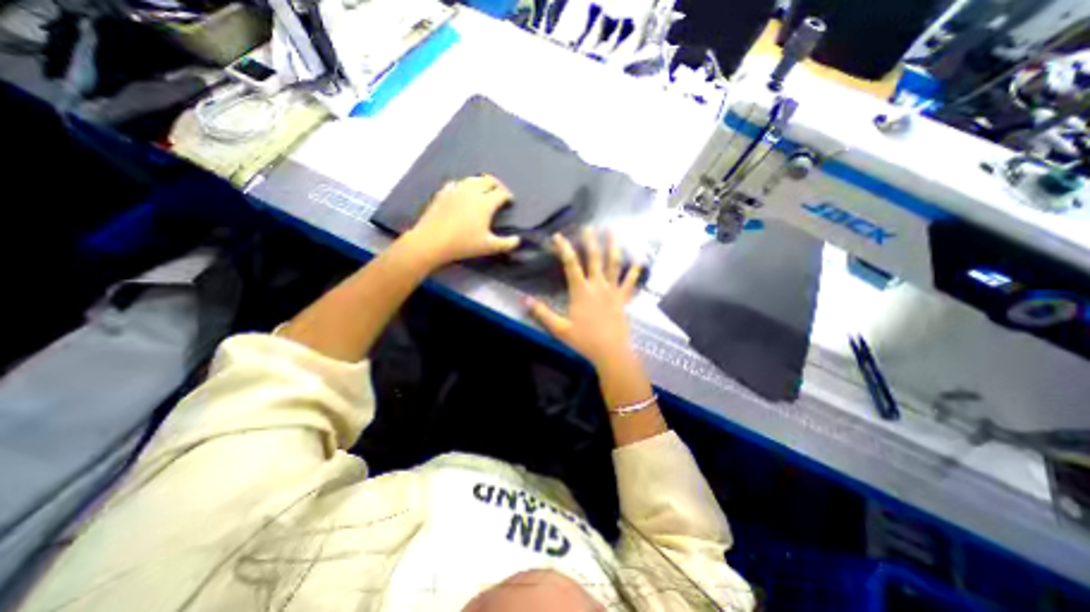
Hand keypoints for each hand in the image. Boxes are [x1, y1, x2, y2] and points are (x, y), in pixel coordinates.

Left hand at [401, 173, 520, 263]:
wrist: (432, 241)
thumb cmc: (463, 244)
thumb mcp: (488, 246)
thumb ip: (506, 243)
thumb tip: (517, 240)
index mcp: (485, 203)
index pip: (501, 193)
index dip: (508, 196)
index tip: (510, 201)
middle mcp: (472, 191)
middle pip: (488, 180)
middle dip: (497, 185)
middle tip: (500, 193)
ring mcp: (456, 190)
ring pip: (473, 179)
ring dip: (481, 183)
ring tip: (484, 191)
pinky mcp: (443, 192)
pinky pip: (458, 183)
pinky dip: (465, 186)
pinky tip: (463, 192)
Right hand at [526, 226, 640, 367]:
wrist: (610, 352)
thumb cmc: (584, 340)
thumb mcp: (559, 328)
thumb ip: (542, 313)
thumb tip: (524, 300)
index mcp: (581, 291)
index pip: (570, 264)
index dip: (563, 248)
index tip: (558, 236)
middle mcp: (597, 285)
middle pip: (594, 258)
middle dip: (589, 241)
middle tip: (588, 226)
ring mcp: (612, 291)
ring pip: (614, 264)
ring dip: (613, 247)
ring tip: (613, 232)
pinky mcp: (623, 299)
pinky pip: (630, 282)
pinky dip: (635, 271)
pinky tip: (640, 260)